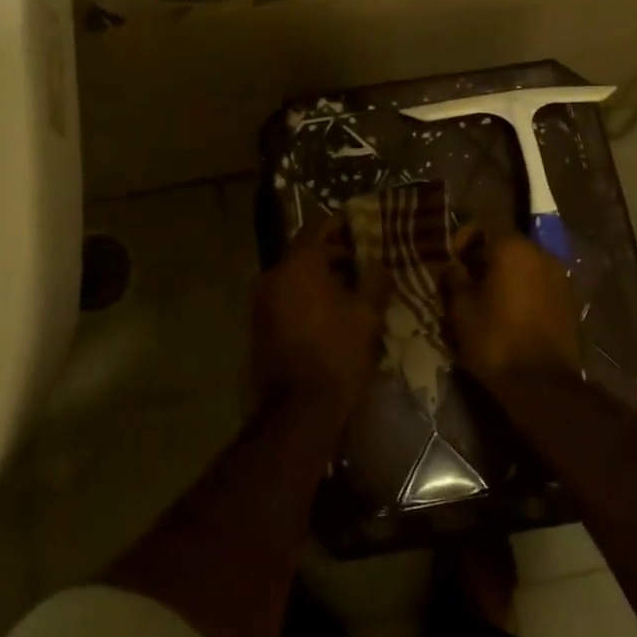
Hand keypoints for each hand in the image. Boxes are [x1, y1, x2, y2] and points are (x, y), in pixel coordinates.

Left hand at [251, 219, 391, 427]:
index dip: (339, 226)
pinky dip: (305, 296)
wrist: (298, 411)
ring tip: (350, 288)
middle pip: (303, 252)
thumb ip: (374, 281)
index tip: (359, 229)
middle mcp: (273, 275)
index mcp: (297, 264)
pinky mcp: (259, 326)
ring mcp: (261, 302)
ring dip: (319, 277)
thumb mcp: (366, 315)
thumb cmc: (337, 353)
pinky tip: (330, 311)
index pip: (316, 228)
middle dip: (332, 254)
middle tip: (360, 261)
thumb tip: (377, 263)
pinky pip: (285, 297)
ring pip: (294, 276)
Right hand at [443, 226, 580, 389]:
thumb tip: (452, 265)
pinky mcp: (570, 300)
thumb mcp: (461, 308)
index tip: (451, 263)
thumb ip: (454, 278)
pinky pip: (539, 284)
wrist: (543, 385)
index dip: (462, 241)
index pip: (483, 226)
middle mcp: (540, 252)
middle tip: (465, 281)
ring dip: (505, 275)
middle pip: (505, 244)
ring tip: (487, 299)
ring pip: (524, 265)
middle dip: (484, 258)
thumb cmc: (495, 339)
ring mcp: (559, 276)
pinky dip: (524, 290)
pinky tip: (510, 313)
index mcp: (512, 247)